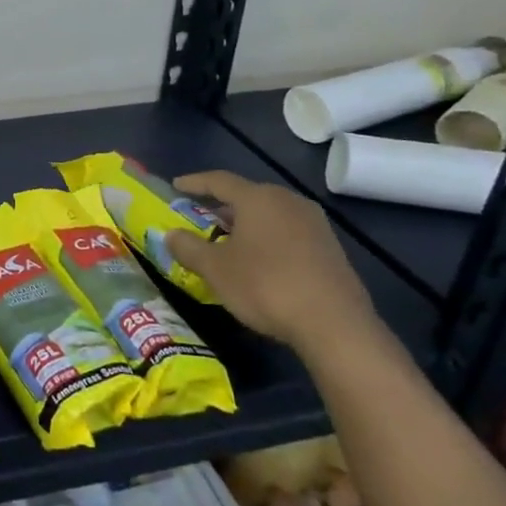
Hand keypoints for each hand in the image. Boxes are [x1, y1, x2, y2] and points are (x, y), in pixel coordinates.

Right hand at [163, 169, 375, 353]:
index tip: (176, 186)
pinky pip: (288, 233)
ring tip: (227, 243)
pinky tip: (259, 262)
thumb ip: (188, 247)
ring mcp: (314, 224)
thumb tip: (170, 235)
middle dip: (221, 207)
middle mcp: (288, 201)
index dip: (194, 183)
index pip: (219, 181)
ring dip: (245, 225)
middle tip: (200, 219)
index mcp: (258, 198)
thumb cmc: (265, 286)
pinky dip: (267, 239)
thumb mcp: (215, 269)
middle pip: (247, 196)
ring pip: (269, 215)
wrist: (334, 324)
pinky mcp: (330, 248)